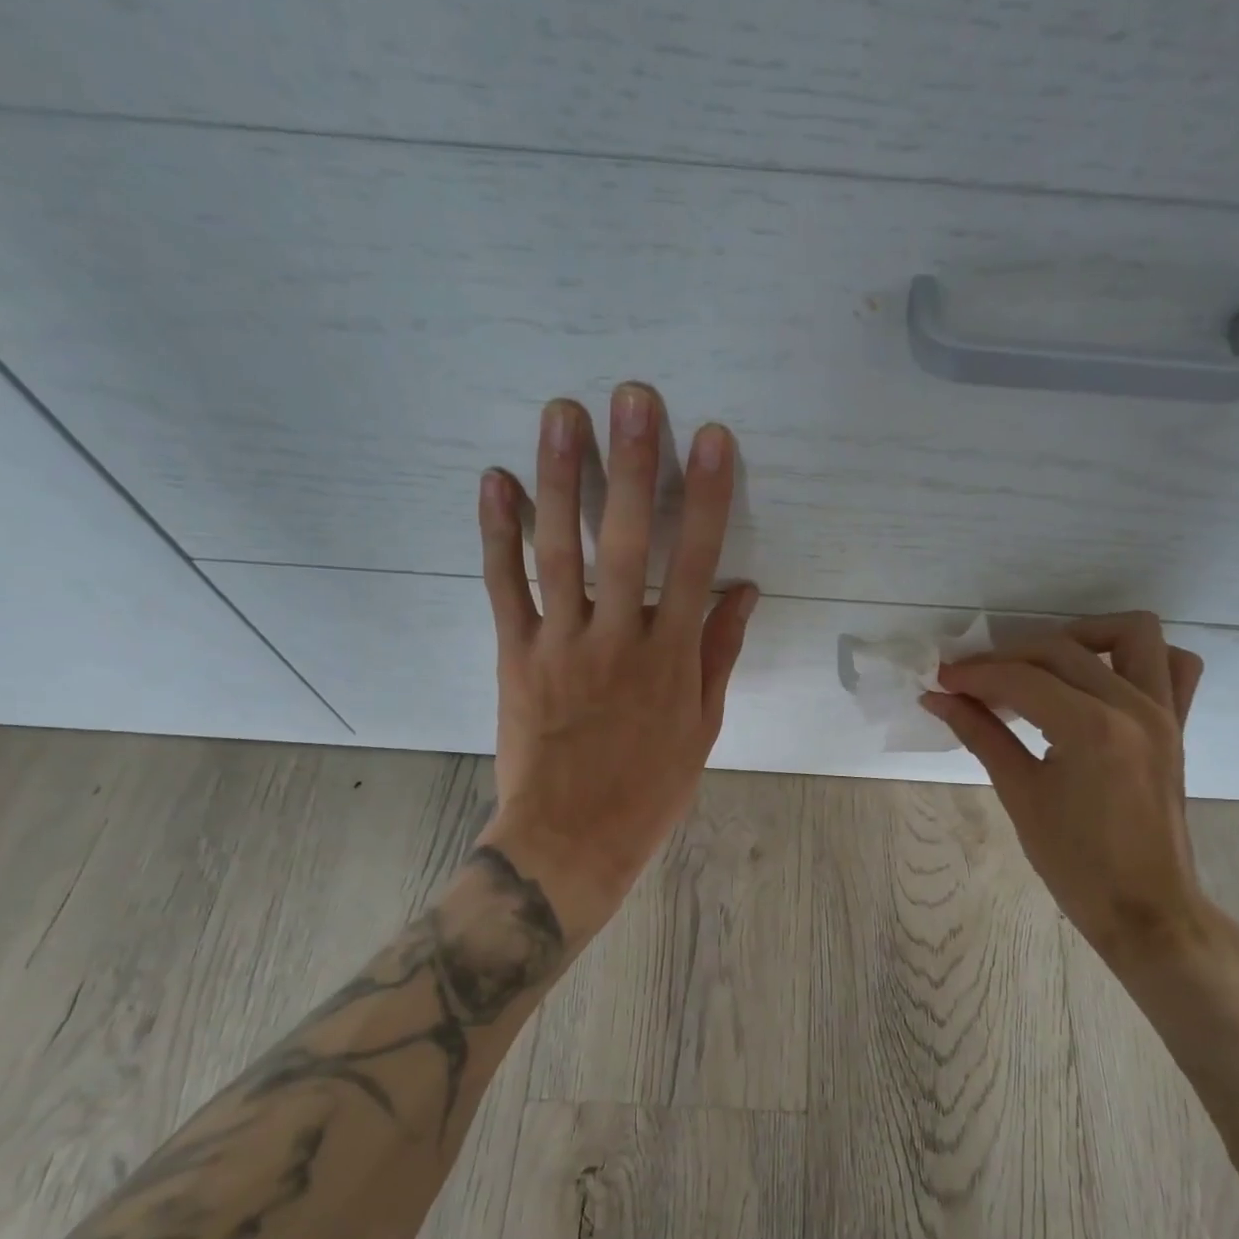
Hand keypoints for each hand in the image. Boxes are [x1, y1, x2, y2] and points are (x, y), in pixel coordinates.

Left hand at [471, 382, 756, 947]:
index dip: (705, 498)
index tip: (711, 439)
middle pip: (627, 542)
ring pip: (560, 552)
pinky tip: (496, 482)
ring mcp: (561, 645)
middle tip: (632, 397)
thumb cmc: (648, 789)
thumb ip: (718, 654)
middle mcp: (617, 641)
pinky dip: (497, 534)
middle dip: (632, 465)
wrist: (570, 840)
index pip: (695, 564)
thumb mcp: (701, 728)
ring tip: (562, 414)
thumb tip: (743, 590)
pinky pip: (504, 588)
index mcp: (671, 661)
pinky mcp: (516, 656)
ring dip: (562, 480)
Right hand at [922, 612, 1227, 965]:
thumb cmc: (1075, 863)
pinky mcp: (1178, 725)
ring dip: (1081, 636)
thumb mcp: (1020, 794)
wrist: (1144, 907)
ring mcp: (1164, 712)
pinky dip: (1137, 658)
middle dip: (1008, 658)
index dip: (974, 674)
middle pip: (1061, 650)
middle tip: (971, 683)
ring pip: (1131, 634)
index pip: (1022, 679)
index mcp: (1092, 729)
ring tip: (1040, 666)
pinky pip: (1174, 666)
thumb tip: (938, 700)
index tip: (940, 681)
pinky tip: (1100, 677)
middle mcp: (1134, 707)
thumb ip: (980, 735)